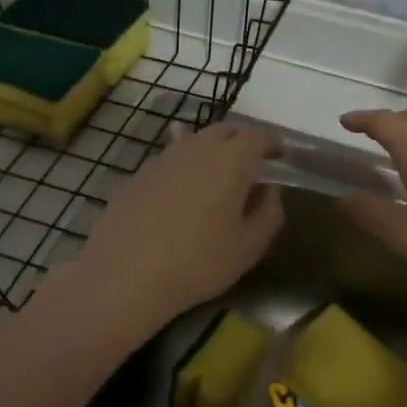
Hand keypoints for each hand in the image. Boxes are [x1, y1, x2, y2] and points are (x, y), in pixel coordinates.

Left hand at [71, 122, 283, 329]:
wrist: (125, 274)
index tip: (281, 154)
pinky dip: (184, 167)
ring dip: (211, 152)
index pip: (258, 136)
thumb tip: (269, 189)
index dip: (273, 143)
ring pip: (194, 142)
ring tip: (217, 174)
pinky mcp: (138, 175)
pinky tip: (182, 186)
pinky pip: (170, 160)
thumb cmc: (198, 262)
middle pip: (225, 132)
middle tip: (252, 164)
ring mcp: (163, 158)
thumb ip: (268, 212)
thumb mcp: (249, 246)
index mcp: (231, 159)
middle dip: (242, 142)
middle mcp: (197, 148)